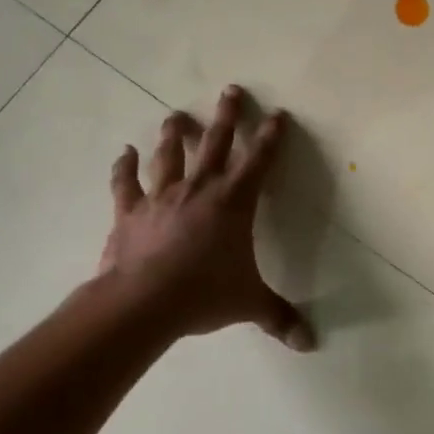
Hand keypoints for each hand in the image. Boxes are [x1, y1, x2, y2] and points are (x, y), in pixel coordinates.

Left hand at [98, 84, 316, 350]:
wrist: (143, 303)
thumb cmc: (203, 294)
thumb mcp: (248, 304)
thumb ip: (279, 317)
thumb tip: (309, 343)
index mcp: (234, 203)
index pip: (259, 162)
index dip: (271, 137)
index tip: (279, 114)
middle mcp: (200, 189)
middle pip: (216, 143)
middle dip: (227, 116)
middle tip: (231, 90)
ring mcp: (162, 196)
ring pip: (170, 155)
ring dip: (174, 134)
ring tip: (176, 114)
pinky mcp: (130, 211)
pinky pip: (126, 183)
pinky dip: (124, 167)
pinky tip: (123, 152)